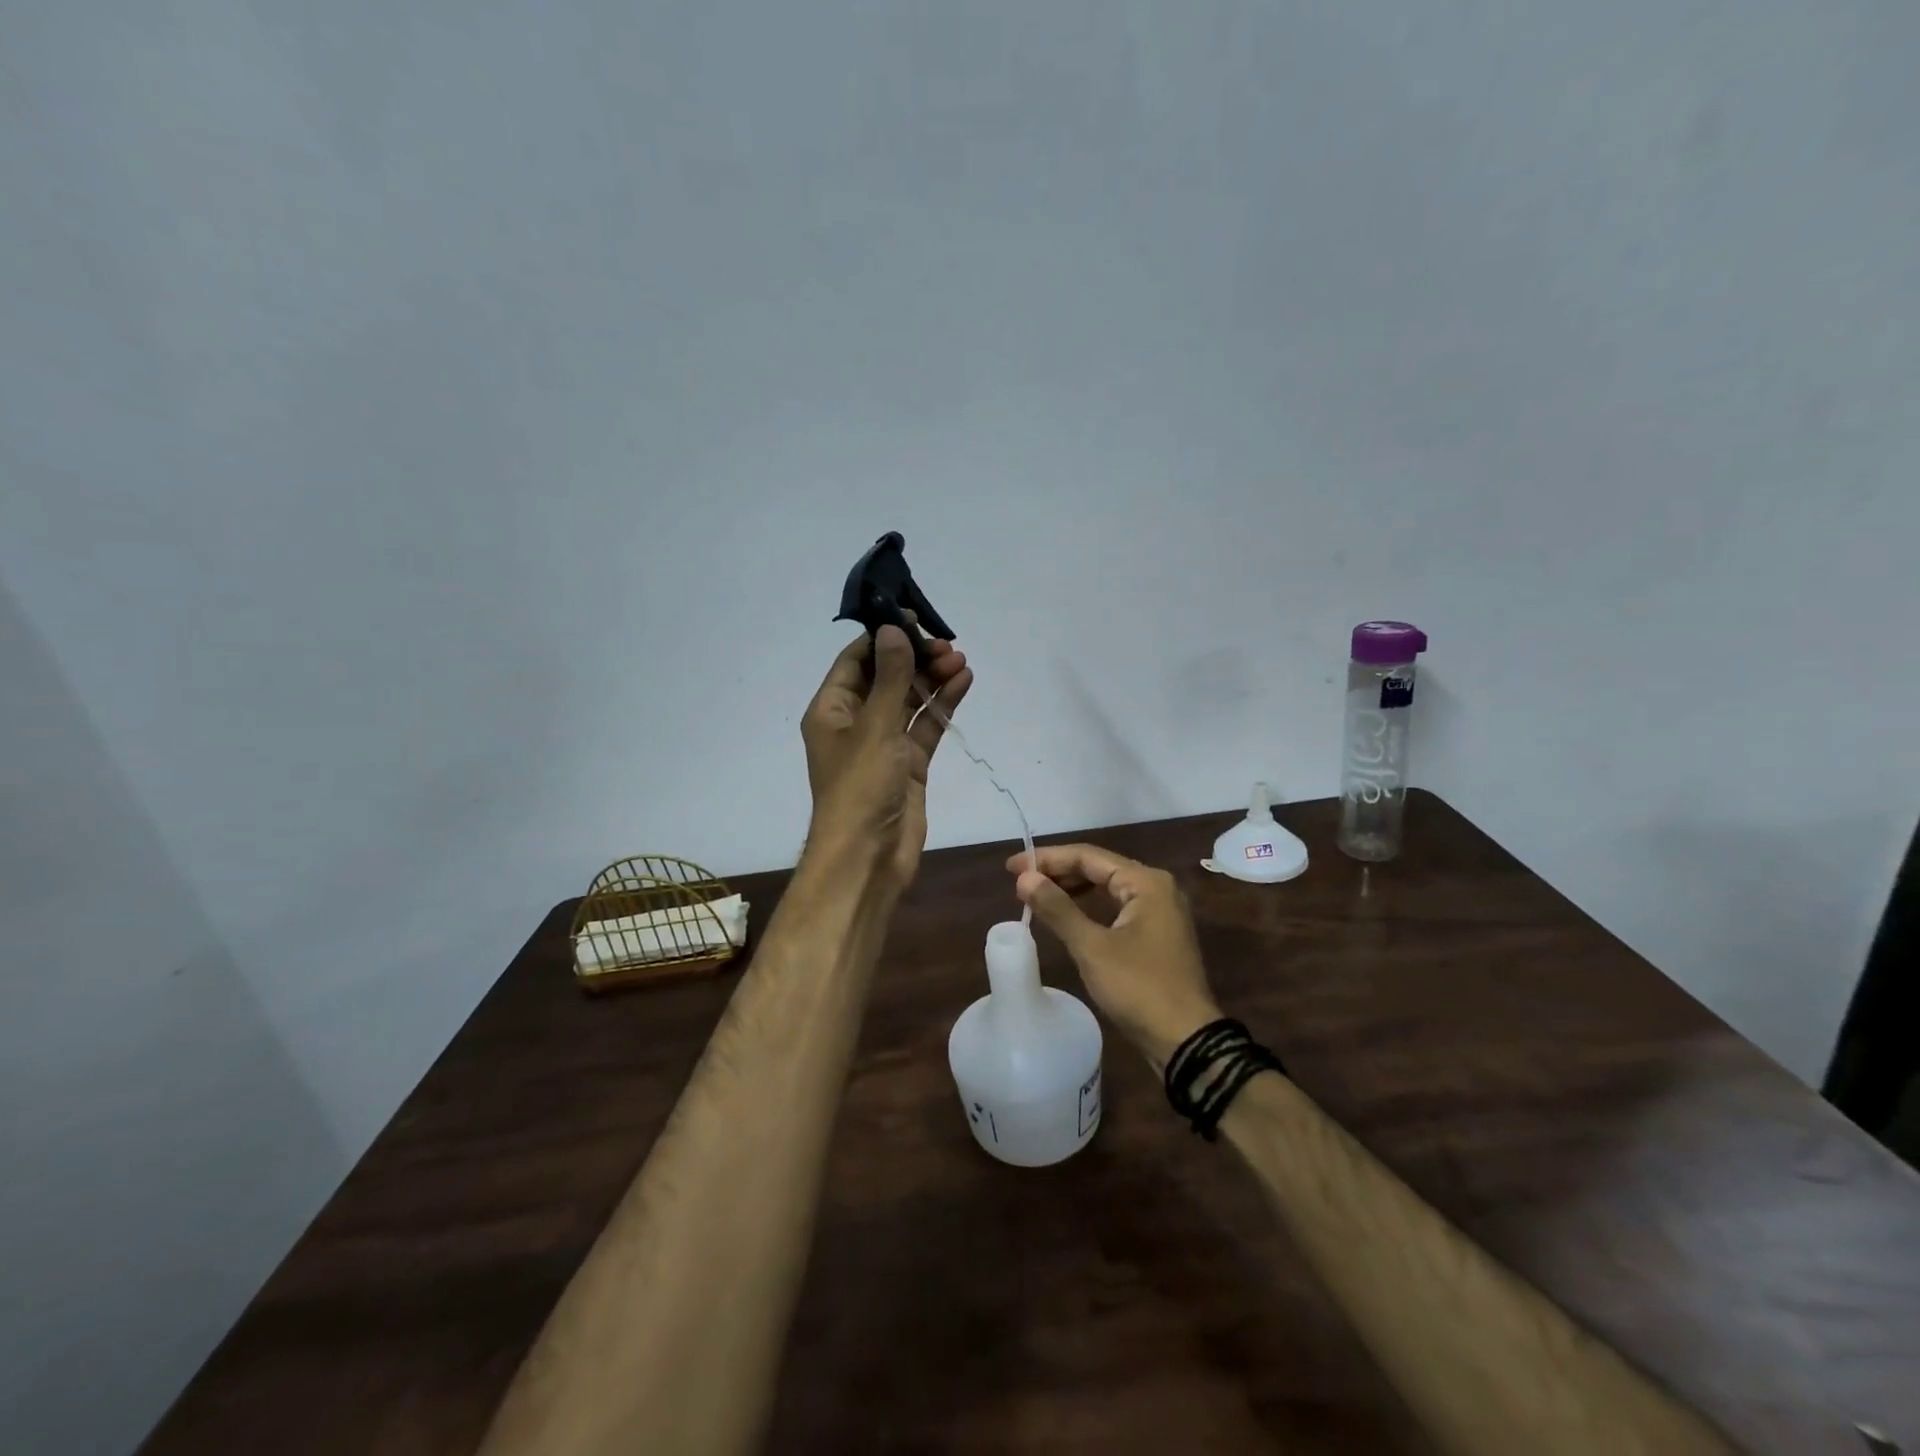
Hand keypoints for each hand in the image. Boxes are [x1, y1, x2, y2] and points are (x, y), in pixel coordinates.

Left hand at [802, 624, 972, 894]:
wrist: (869, 857)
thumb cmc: (860, 788)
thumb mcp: (875, 726)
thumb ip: (889, 677)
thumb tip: (894, 630)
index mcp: (832, 710)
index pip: (856, 660)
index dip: (885, 637)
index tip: (914, 619)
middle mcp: (855, 722)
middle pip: (886, 677)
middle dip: (915, 659)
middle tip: (948, 645)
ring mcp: (883, 744)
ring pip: (909, 700)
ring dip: (932, 679)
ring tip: (961, 660)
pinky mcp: (908, 764)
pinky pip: (925, 726)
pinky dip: (942, 705)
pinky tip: (963, 683)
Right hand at [1010, 844, 1222, 1068]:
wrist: (1186, 1040)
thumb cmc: (1139, 988)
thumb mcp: (1092, 947)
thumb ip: (1057, 908)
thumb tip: (1024, 878)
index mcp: (1146, 882)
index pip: (1088, 856)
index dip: (1047, 859)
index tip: (1012, 866)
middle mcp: (1157, 887)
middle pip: (1100, 867)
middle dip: (1059, 871)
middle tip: (1020, 880)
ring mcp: (1160, 911)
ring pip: (1108, 887)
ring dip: (1073, 888)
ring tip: (1038, 894)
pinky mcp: (1158, 933)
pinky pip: (1117, 906)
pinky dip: (1090, 906)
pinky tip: (1068, 914)